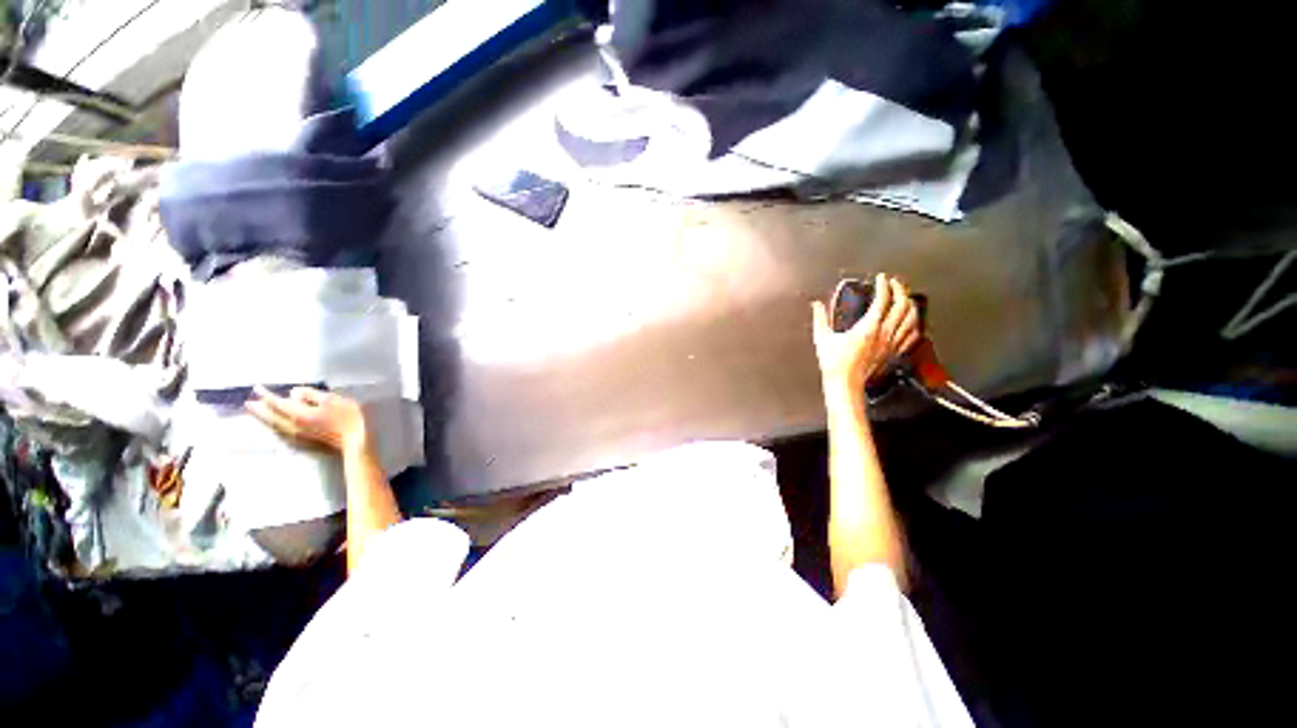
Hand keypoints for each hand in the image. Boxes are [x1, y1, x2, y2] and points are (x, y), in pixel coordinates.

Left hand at [245, 386, 370, 454]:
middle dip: (259, 409)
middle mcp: (292, 426)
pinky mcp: (303, 442)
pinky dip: (273, 428)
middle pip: (270, 417)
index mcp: (298, 414)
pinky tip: (274, 427)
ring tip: (257, 414)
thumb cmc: (347, 418)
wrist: (355, 441)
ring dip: (263, 419)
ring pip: (274, 426)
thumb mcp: (333, 400)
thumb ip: (311, 395)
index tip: (256, 388)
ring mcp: (297, 436)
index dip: (266, 395)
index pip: (276, 403)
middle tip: (248, 403)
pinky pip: (281, 433)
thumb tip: (294, 392)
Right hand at [811, 273, 920, 391]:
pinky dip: (914, 323)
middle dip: (900, 290)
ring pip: (911, 319)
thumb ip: (820, 319)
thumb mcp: (822, 338)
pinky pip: (912, 335)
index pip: (883, 300)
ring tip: (904, 297)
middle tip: (894, 283)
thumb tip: (815, 305)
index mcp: (868, 327)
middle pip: (902, 306)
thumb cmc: (834, 362)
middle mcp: (884, 333)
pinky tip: (911, 320)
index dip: (884, 286)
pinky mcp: (895, 352)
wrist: (846, 383)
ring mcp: (892, 343)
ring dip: (910, 304)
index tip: (880, 278)